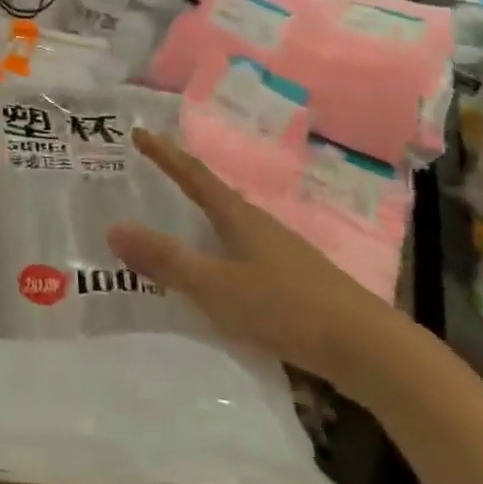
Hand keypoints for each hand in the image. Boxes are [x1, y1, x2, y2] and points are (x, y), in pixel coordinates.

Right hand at [107, 129, 405, 398]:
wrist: (369, 350)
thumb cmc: (287, 308)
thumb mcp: (217, 286)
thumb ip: (167, 261)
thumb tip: (113, 229)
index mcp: (239, 217)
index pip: (194, 175)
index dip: (165, 155)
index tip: (139, 133)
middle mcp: (259, 226)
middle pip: (212, 196)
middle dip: (180, 184)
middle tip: (148, 176)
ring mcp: (280, 253)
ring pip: (229, 228)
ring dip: (199, 222)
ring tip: (173, 225)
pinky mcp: (293, 282)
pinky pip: (241, 255)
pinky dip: (217, 253)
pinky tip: (214, 275)